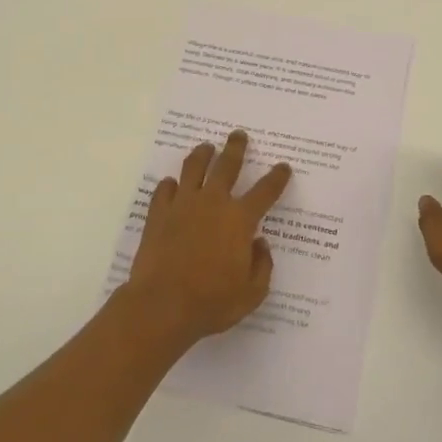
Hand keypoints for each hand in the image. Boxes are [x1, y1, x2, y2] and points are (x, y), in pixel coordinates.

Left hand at [122, 131, 290, 346]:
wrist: (161, 306)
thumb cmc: (211, 303)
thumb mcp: (251, 294)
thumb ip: (262, 266)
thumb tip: (260, 244)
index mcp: (240, 220)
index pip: (265, 191)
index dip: (277, 177)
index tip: (283, 167)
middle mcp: (213, 203)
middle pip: (227, 165)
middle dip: (236, 148)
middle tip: (238, 135)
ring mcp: (183, 205)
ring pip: (193, 167)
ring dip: (202, 154)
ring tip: (206, 147)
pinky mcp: (158, 214)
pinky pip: (164, 189)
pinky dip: (170, 184)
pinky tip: (172, 184)